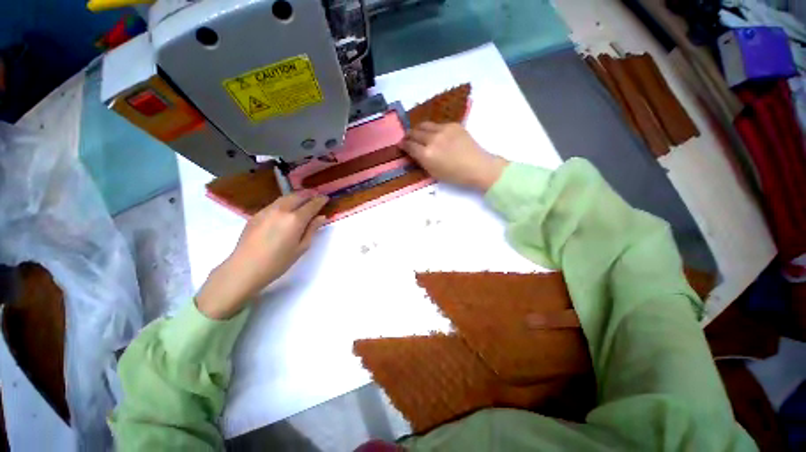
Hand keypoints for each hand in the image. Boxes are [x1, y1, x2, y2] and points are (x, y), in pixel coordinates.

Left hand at [196, 192, 328, 318]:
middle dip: (308, 194)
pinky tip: (286, 207)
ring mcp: (267, 210)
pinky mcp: (257, 214)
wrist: (245, 268)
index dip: (320, 200)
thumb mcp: (301, 247)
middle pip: (298, 196)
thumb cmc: (278, 262)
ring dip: (296, 196)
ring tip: (303, 197)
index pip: (311, 205)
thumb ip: (312, 229)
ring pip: (285, 197)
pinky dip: (285, 202)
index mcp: (295, 219)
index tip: (326, 198)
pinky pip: (275, 203)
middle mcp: (282, 210)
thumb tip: (321, 217)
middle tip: (316, 194)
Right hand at [400, 122, 507, 190]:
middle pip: (414, 133)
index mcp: (427, 154)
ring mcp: (443, 130)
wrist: (477, 167)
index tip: (400, 145)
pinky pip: (437, 124)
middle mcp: (432, 139)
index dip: (402, 145)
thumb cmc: (454, 175)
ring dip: (418, 129)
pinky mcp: (453, 125)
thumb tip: (413, 152)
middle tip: (407, 139)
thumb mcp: (433, 173)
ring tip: (417, 133)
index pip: (409, 145)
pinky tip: (434, 134)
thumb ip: (421, 161)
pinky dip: (432, 129)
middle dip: (408, 136)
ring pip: (424, 125)